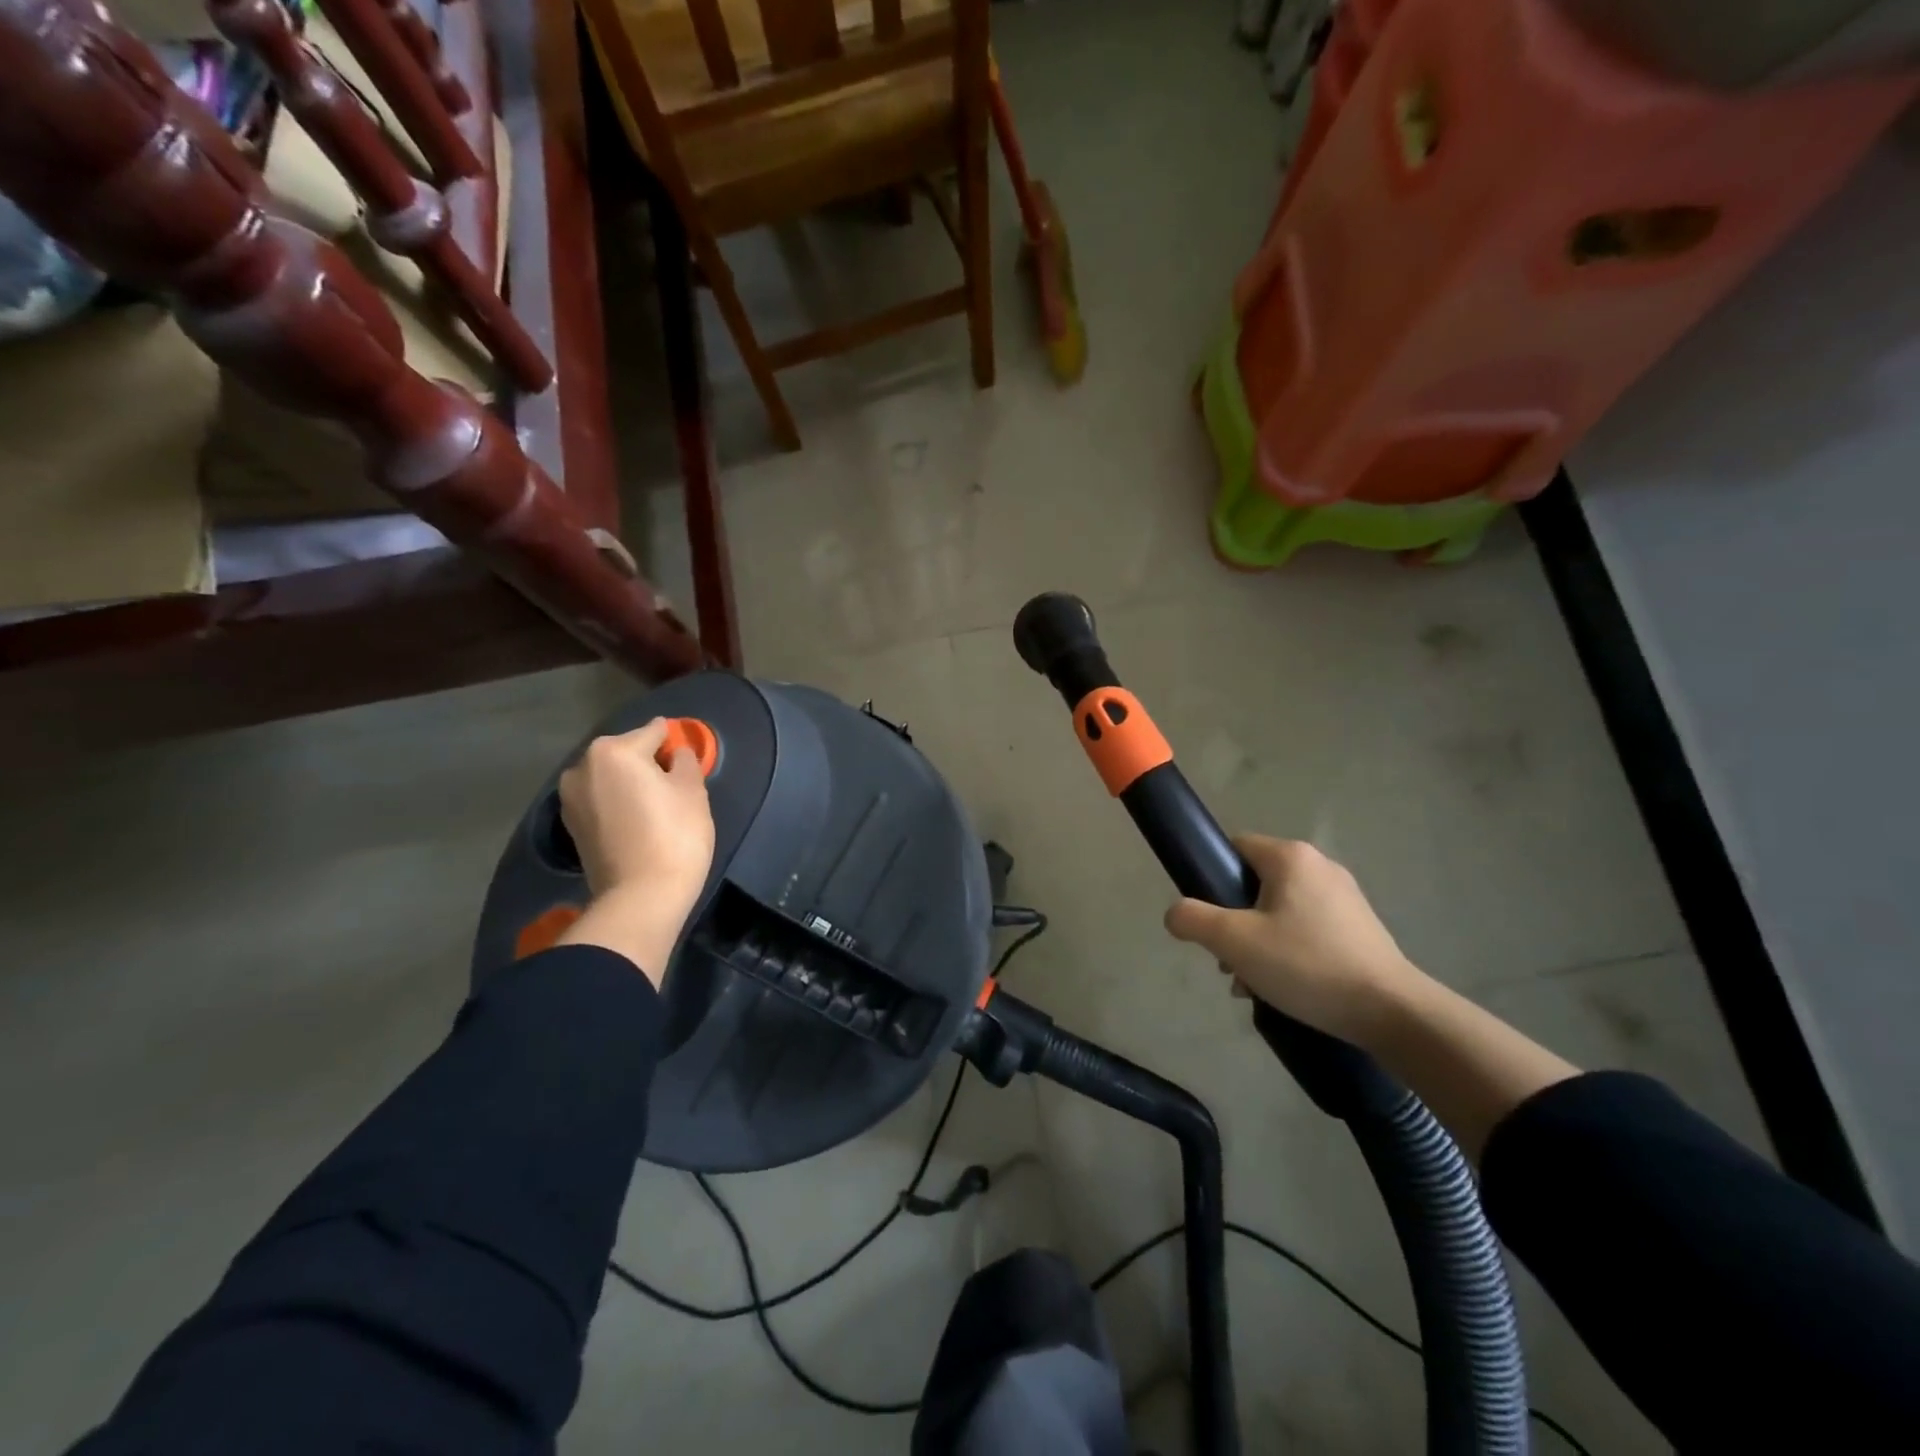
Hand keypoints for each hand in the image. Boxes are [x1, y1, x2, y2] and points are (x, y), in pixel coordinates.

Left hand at [554, 718, 715, 983]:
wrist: (641, 897)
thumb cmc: (675, 836)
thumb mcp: (693, 791)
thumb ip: (685, 761)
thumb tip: (675, 753)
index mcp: (613, 751)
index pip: (653, 732)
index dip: (675, 744)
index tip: (687, 762)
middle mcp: (582, 767)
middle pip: (626, 753)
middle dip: (648, 763)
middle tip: (673, 788)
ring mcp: (570, 798)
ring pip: (610, 778)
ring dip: (630, 784)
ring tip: (655, 807)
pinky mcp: (570, 825)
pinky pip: (600, 801)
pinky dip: (617, 804)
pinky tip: (636, 823)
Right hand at [1164, 836, 1422, 1042]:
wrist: (1392, 1012)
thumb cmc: (1307, 965)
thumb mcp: (1234, 942)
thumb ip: (1193, 919)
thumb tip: (1175, 913)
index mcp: (1290, 857)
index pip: (1233, 847)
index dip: (1211, 879)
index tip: (1208, 919)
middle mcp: (1319, 866)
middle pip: (1254, 883)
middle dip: (1234, 922)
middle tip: (1229, 961)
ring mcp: (1344, 897)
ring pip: (1279, 910)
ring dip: (1257, 942)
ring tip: (1253, 984)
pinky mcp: (1360, 927)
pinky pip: (1307, 928)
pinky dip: (1288, 951)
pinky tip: (1285, 988)